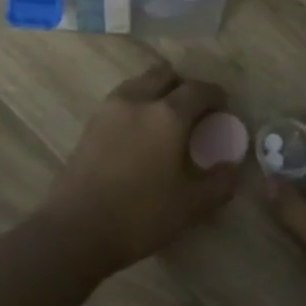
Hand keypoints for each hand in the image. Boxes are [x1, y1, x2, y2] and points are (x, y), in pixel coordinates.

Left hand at [35, 63, 239, 274]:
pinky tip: (140, 134)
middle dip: (184, 86)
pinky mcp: (90, 124)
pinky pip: (122, 100)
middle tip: (194, 110)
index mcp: (168, 114)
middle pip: (165, 75)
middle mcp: (138, 100)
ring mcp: (109, 110)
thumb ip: (219, 183)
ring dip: (158, 92)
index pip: (199, 89)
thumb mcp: (191, 206)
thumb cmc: (139, 215)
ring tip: (166, 120)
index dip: (215, 95)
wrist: (74, 231)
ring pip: (140, 83)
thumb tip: (232, 168)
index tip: (223, 107)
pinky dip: (137, 105)